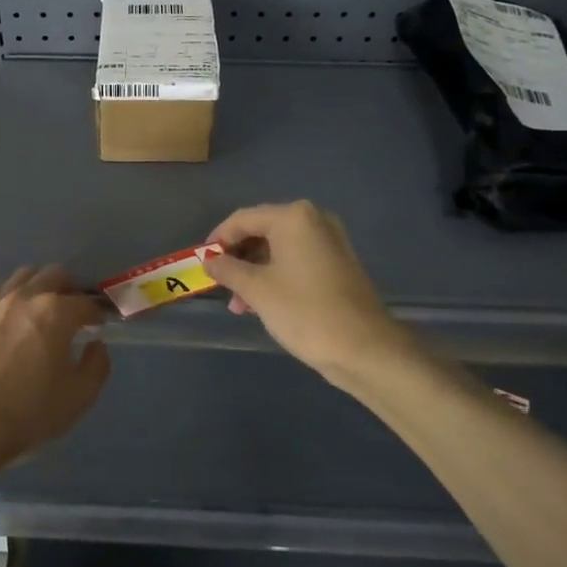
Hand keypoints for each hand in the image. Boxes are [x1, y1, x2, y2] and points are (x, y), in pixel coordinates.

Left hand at [0, 266, 110, 473]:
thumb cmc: (28, 413)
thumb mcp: (78, 397)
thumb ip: (96, 365)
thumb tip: (95, 345)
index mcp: (55, 313)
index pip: (85, 302)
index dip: (96, 313)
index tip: (98, 325)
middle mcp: (25, 297)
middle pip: (54, 275)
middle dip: (69, 290)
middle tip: (71, 313)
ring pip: (23, 277)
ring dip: (39, 287)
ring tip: (40, 312)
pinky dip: (11, 300)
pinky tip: (10, 323)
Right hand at [203, 201, 416, 382]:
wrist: (364, 348)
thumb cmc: (304, 311)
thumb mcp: (256, 290)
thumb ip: (227, 269)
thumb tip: (209, 260)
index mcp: (293, 217)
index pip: (242, 219)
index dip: (218, 239)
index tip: (201, 262)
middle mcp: (314, 220)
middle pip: (261, 231)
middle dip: (237, 258)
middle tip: (219, 285)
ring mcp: (329, 242)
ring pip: (278, 249)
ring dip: (254, 272)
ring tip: (239, 305)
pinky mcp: (337, 264)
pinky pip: (296, 261)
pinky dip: (275, 276)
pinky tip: (262, 304)